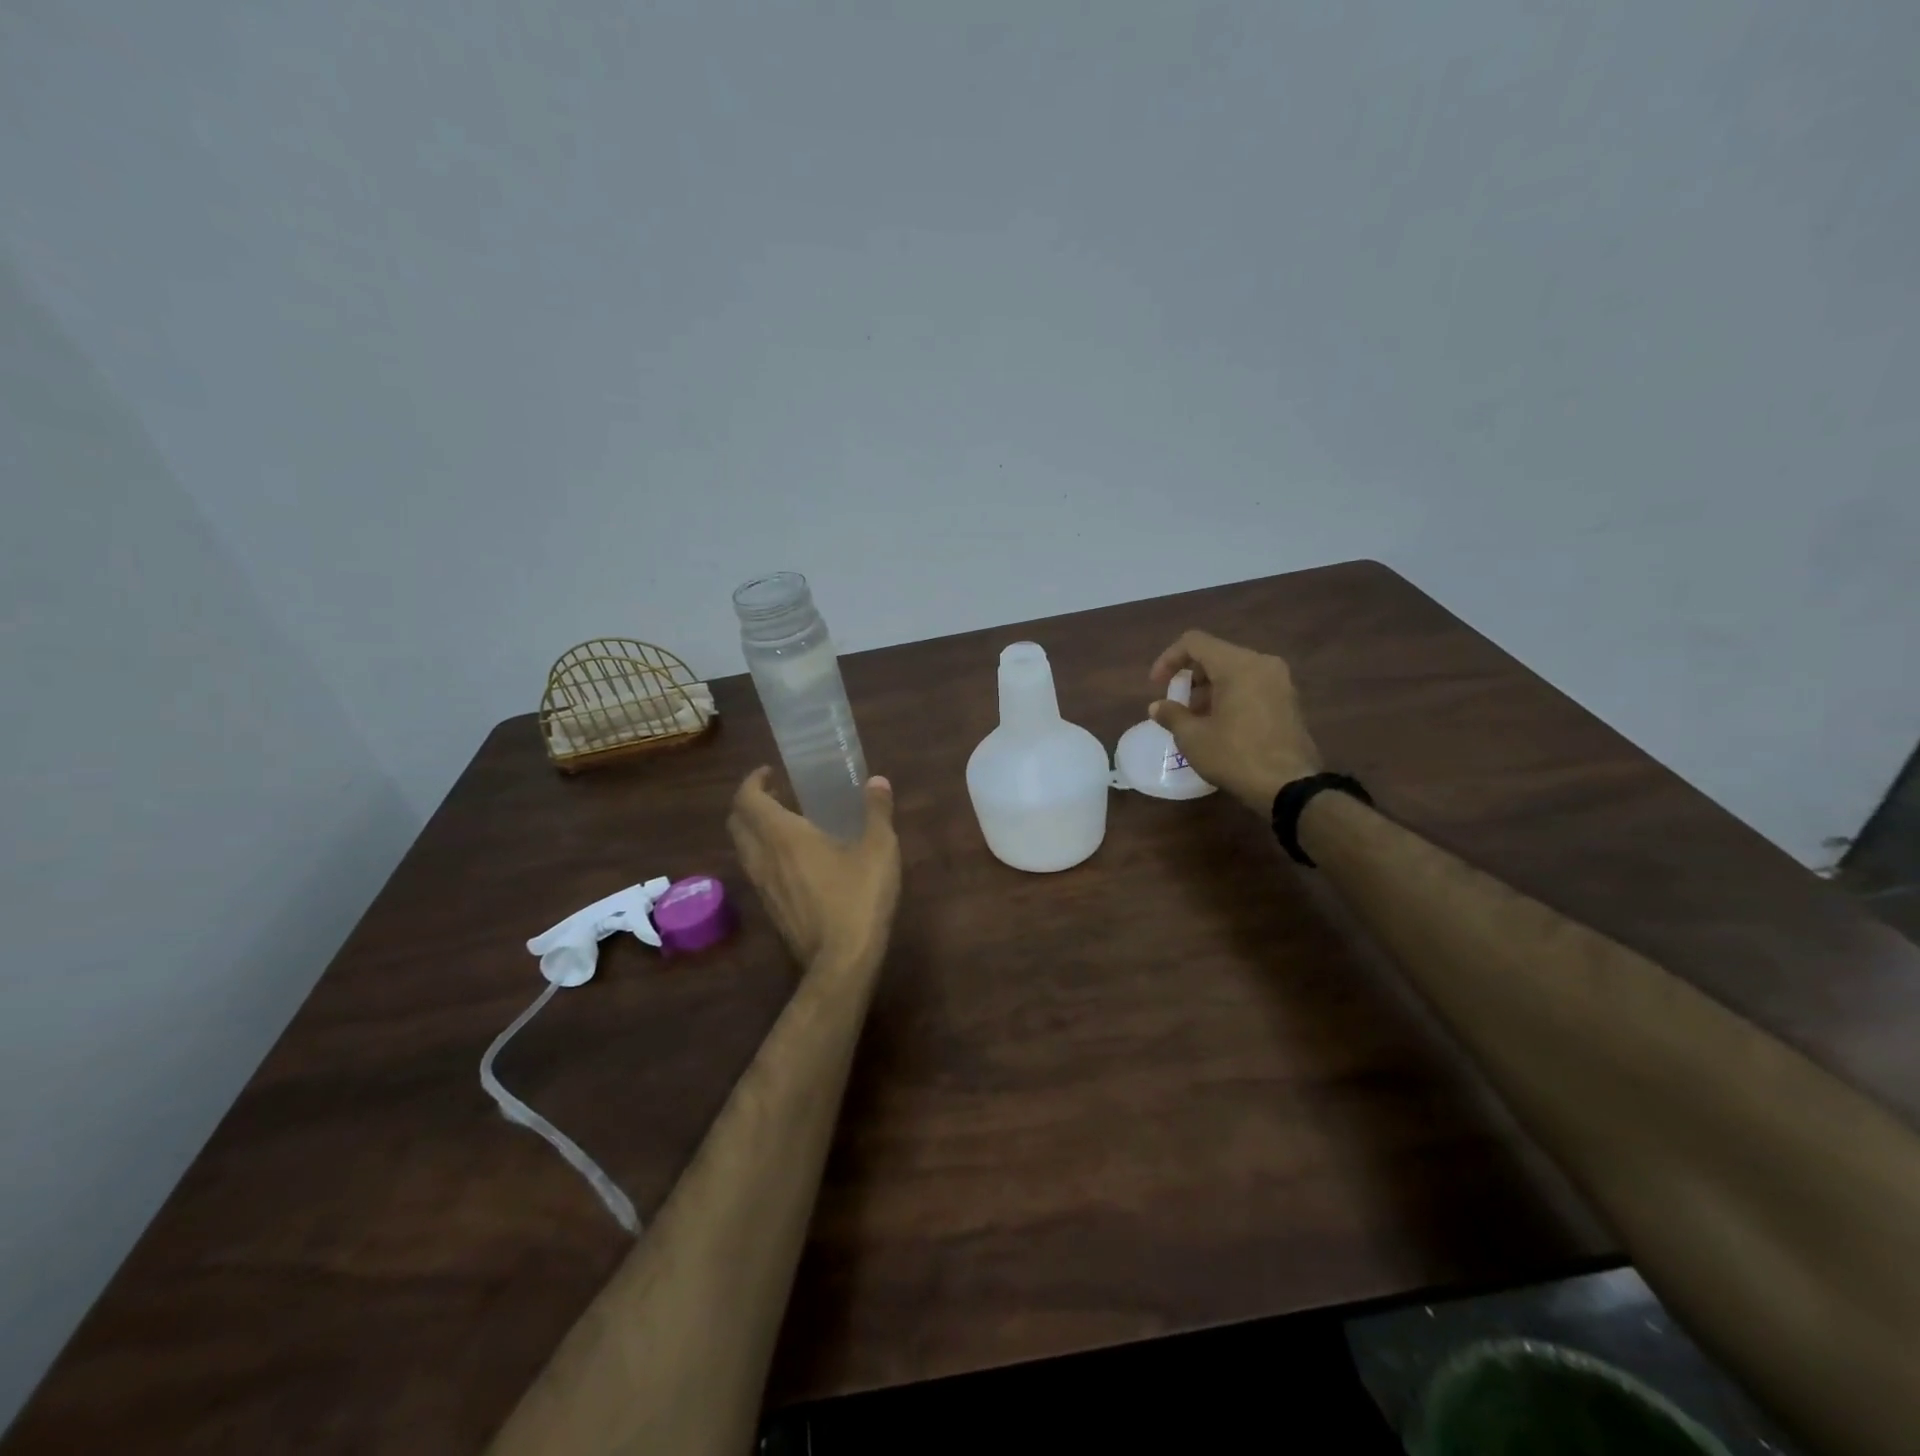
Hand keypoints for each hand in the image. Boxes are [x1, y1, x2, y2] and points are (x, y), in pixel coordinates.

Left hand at [727, 767, 900, 966]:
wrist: (841, 962)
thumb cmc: (858, 898)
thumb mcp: (879, 849)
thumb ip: (876, 811)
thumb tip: (877, 781)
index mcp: (783, 836)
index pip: (747, 799)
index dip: (753, 781)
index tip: (770, 772)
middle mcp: (763, 858)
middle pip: (737, 823)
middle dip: (750, 803)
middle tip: (777, 794)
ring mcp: (763, 887)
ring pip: (743, 849)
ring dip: (755, 830)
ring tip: (787, 824)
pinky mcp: (770, 909)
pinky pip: (756, 871)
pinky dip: (765, 854)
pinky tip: (796, 861)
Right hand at [1148, 631, 1321, 812]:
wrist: (1290, 786)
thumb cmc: (1235, 756)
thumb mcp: (1193, 738)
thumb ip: (1172, 714)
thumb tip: (1157, 706)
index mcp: (1237, 665)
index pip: (1194, 642)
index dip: (1168, 659)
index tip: (1157, 686)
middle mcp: (1262, 664)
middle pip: (1215, 655)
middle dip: (1190, 677)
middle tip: (1177, 705)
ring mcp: (1280, 682)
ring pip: (1235, 671)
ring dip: (1210, 689)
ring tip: (1196, 719)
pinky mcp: (1289, 701)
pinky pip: (1252, 685)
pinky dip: (1230, 696)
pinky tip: (1220, 725)